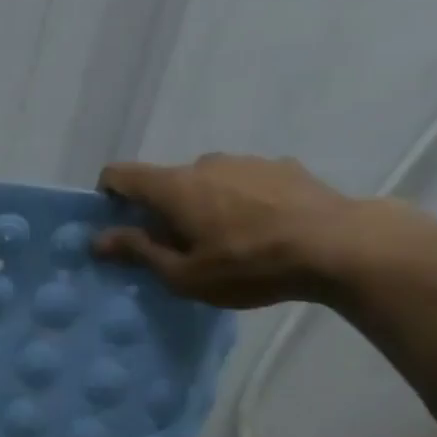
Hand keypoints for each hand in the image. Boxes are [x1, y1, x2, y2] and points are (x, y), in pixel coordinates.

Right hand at [94, 155, 412, 308]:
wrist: (338, 245)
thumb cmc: (248, 266)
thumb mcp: (184, 275)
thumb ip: (138, 252)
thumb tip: (98, 239)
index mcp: (174, 187)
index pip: (120, 174)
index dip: (108, 196)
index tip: (116, 226)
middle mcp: (205, 162)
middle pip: (166, 182)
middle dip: (161, 211)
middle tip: (177, 250)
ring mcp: (246, 161)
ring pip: (207, 181)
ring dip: (202, 205)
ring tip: (225, 243)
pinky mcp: (282, 167)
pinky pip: (243, 183)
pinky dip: (238, 202)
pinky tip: (261, 231)